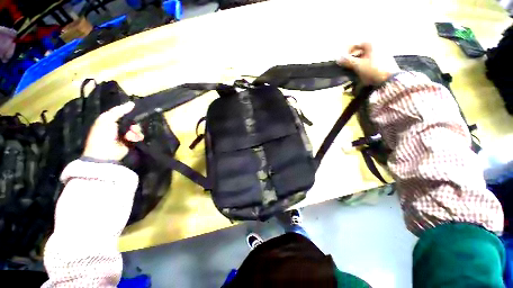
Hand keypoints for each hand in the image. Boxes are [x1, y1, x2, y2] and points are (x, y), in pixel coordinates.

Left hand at [82, 102, 143, 161]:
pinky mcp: (131, 142)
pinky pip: (138, 136)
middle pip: (132, 121)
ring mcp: (125, 135)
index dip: (129, 112)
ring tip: (131, 136)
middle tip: (132, 128)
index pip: (123, 113)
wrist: (105, 153)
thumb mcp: (107, 119)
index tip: (137, 110)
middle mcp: (118, 126)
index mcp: (110, 120)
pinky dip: (138, 137)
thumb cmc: (102, 135)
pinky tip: (133, 139)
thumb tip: (132, 103)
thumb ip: (119, 111)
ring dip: (135, 131)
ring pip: (136, 128)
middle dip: (134, 124)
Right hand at [337, 43, 400, 84]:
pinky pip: (370, 60)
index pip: (355, 44)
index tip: (341, 59)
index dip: (347, 51)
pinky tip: (360, 71)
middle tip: (346, 65)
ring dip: (357, 62)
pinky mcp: (384, 60)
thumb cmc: (373, 70)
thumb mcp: (358, 65)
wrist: (389, 79)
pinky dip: (364, 64)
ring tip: (352, 70)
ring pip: (365, 56)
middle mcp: (377, 45)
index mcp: (371, 44)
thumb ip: (347, 61)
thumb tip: (338, 58)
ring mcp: (381, 52)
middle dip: (352, 57)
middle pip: (360, 50)